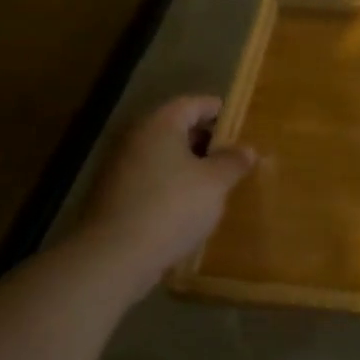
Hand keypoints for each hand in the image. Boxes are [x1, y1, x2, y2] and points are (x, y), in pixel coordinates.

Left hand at [78, 95, 255, 273]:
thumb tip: (246, 149)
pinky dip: (171, 183)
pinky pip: (150, 178)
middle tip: (232, 154)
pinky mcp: (113, 195)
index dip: (217, 110)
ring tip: (215, 181)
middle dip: (204, 139)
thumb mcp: (215, 183)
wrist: (114, 255)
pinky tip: (189, 204)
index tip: (239, 122)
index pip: (192, 104)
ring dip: (188, 164)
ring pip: (162, 155)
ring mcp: (119, 167)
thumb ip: (233, 161)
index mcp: (159, 124)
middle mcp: (135, 138)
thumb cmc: (172, 207)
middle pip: (175, 128)